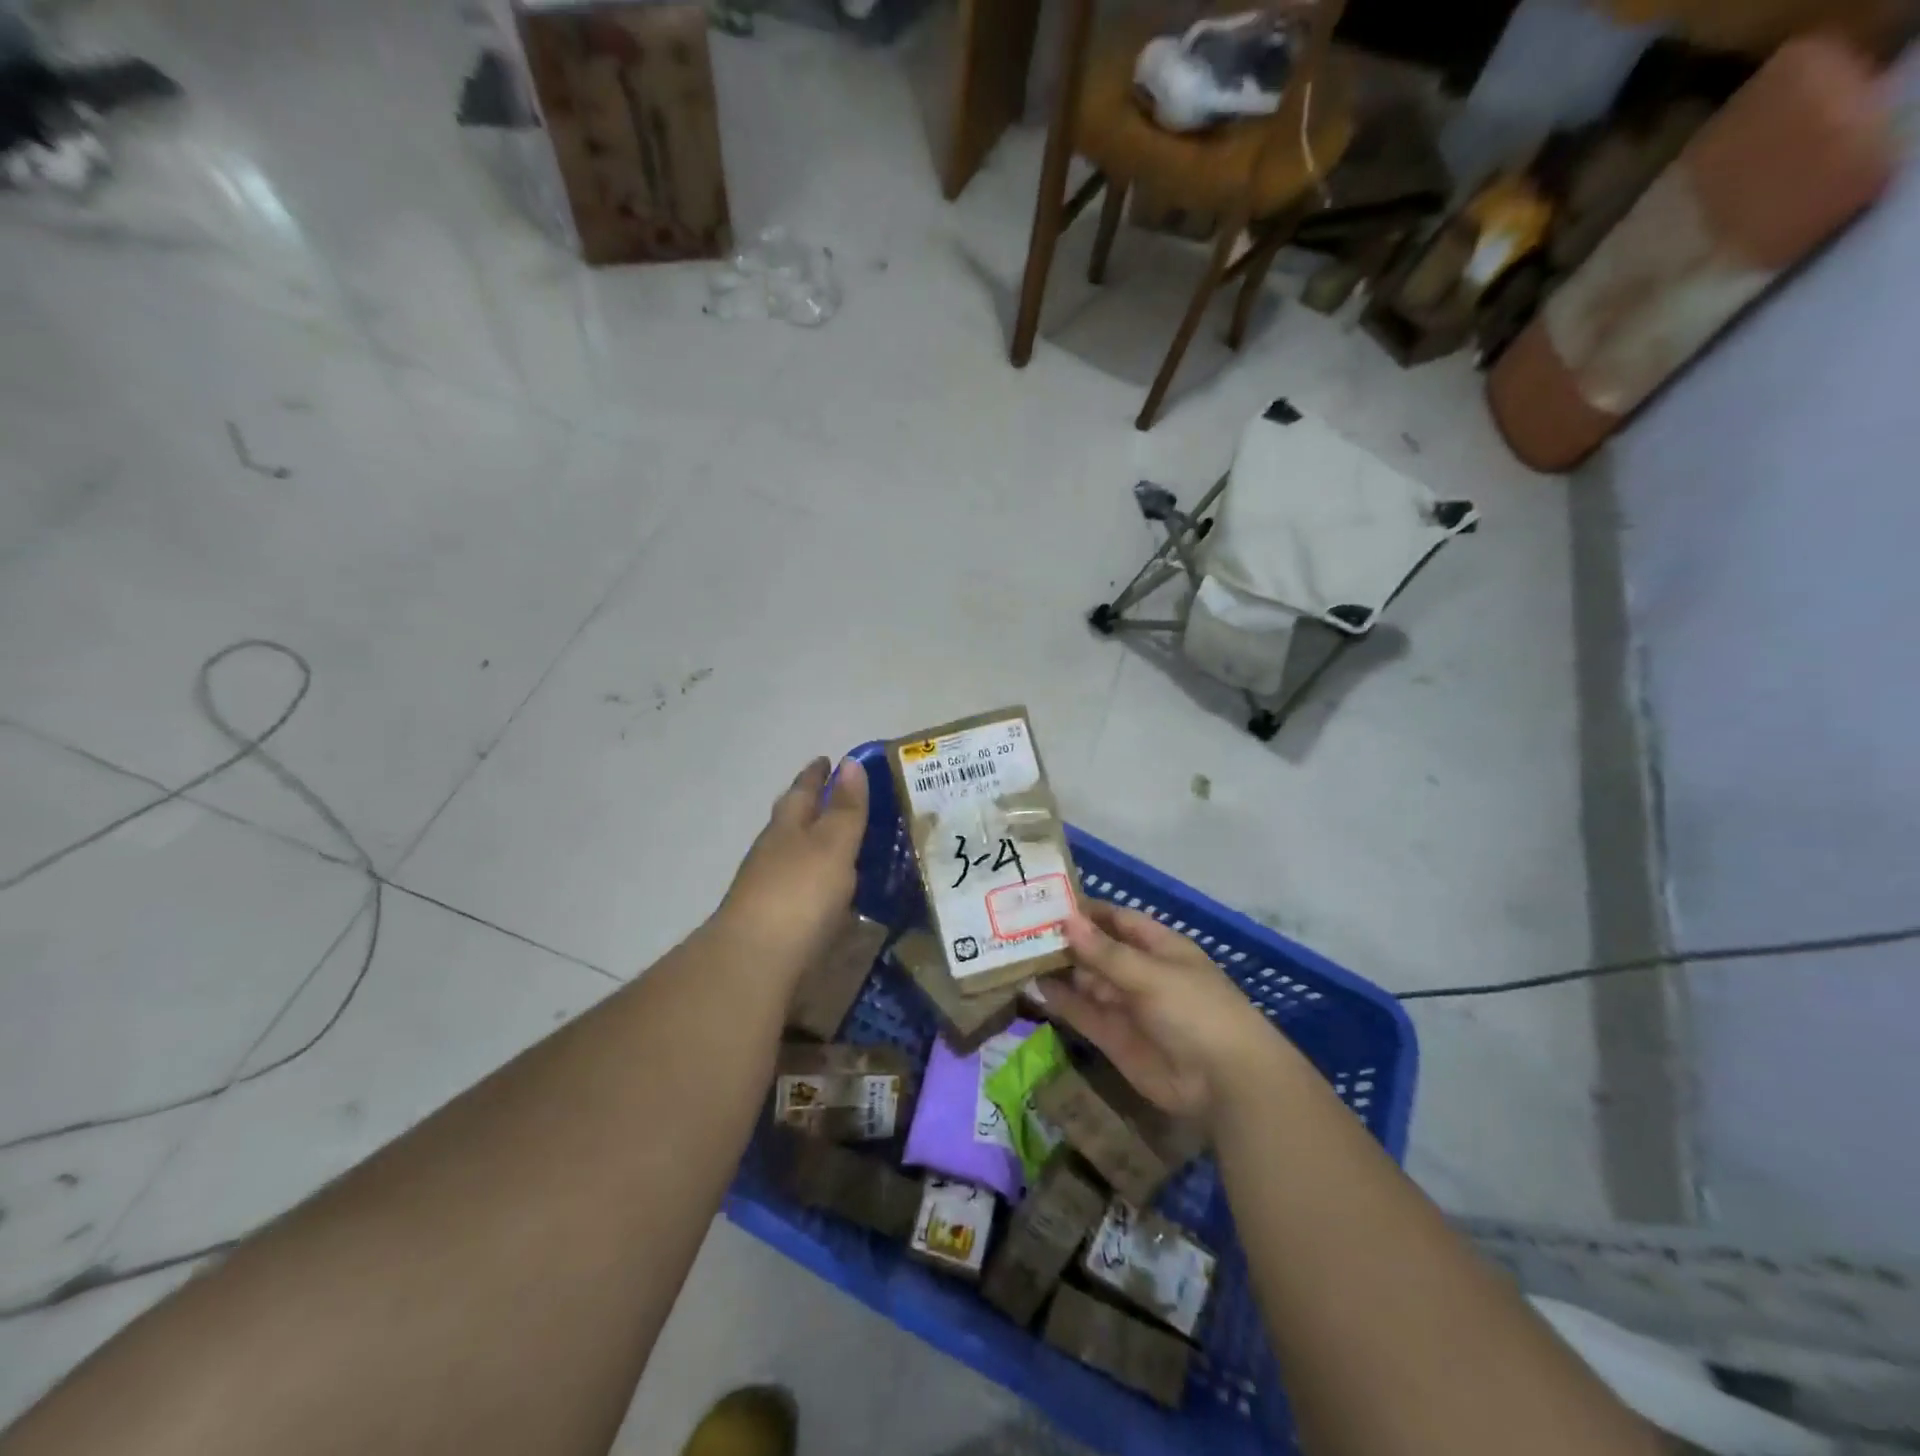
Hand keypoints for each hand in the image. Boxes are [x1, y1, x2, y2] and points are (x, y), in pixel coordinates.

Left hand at [713, 756, 868, 981]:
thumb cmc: (799, 894)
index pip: (803, 791)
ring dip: (810, 844)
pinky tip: (826, 891)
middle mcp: (772, 852)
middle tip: (835, 796)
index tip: (828, 760)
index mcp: (787, 827)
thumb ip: (844, 809)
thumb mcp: (832, 844)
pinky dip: (813, 879)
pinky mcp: (772, 922)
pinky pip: (797, 887)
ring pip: (791, 854)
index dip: (817, 775)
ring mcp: (767, 888)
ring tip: (838, 843)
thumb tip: (849, 763)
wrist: (754, 962)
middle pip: (790, 820)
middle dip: (810, 805)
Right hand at [1039, 902, 1290, 1125]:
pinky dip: (1061, 1001)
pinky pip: (1083, 1013)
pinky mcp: (1114, 1038)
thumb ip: (1106, 953)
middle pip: (1097, 951)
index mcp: (1159, 947)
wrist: (1225, 1084)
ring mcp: (1126, 1006)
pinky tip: (1033, 986)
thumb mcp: (1151, 975)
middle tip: (1019, 929)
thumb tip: (1066, 921)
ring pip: (1086, 982)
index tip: (1047, 902)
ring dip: (1058, 970)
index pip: (1117, 921)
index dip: (1086, 912)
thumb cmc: (1196, 1011)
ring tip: (1018, 954)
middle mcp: (1140, 973)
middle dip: (1065, 941)